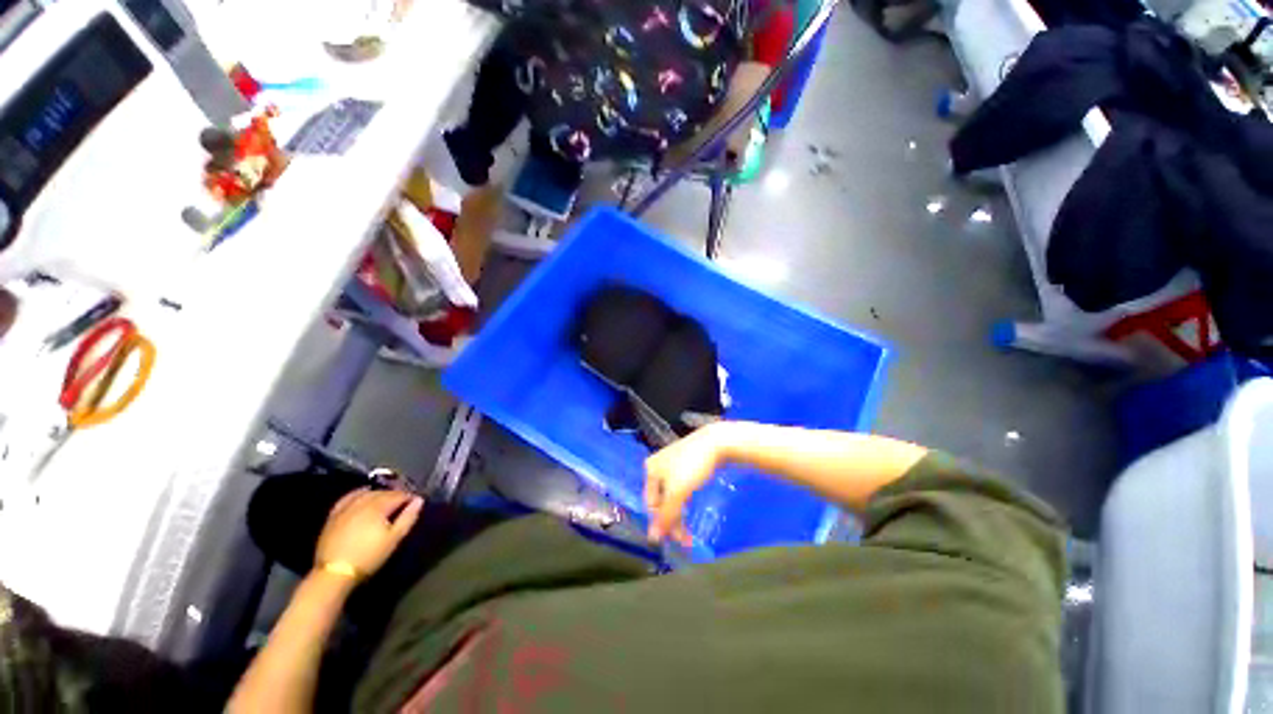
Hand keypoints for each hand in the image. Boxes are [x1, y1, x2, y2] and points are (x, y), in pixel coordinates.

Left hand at [314, 489, 422, 581]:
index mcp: (378, 506)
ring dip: (378, 494)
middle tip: (402, 503)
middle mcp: (363, 502)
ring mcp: (346, 507)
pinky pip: (348, 497)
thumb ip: (408, 517)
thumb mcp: (394, 539)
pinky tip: (362, 495)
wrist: (335, 572)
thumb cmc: (369, 556)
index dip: (409, 497)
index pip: (399, 495)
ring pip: (367, 493)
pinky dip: (358, 494)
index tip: (415, 503)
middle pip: (383, 492)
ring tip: (385, 501)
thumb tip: (419, 500)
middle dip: (395, 495)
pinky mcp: (334, 515)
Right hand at [643, 423, 731, 545]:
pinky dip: (685, 499)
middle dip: (672, 520)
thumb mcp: (677, 492)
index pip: (651, 504)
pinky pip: (681, 486)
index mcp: (650, 470)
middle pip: (661, 500)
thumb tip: (652, 539)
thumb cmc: (692, 465)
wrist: (717, 442)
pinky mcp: (687, 463)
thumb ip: (666, 515)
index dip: (662, 523)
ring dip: (679, 512)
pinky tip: (691, 503)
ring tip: (689, 526)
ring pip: (672, 494)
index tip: (677, 541)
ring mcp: (672, 463)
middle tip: (686, 539)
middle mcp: (658, 466)